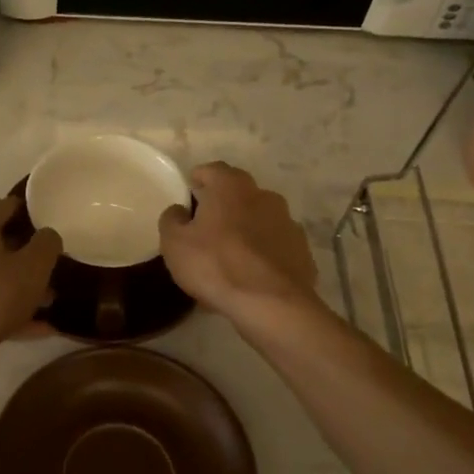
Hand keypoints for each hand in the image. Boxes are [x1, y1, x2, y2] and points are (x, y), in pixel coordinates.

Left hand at [0, 197, 62, 361]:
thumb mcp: (32, 267)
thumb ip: (47, 244)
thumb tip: (47, 235)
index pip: (6, 206)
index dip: (31, 212)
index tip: (54, 223)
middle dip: (29, 255)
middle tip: (56, 266)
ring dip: (22, 287)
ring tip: (52, 302)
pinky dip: (11, 312)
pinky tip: (39, 328)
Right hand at [158, 163, 318, 325]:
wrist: (271, 303)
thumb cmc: (215, 265)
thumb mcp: (174, 243)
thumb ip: (171, 220)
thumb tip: (179, 211)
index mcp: (231, 187)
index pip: (212, 170)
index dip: (199, 179)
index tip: (189, 194)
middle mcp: (264, 196)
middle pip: (238, 194)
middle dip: (222, 206)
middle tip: (205, 228)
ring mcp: (288, 223)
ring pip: (259, 220)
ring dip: (244, 231)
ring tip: (229, 258)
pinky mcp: (302, 251)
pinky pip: (275, 246)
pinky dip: (263, 254)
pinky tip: (251, 276)